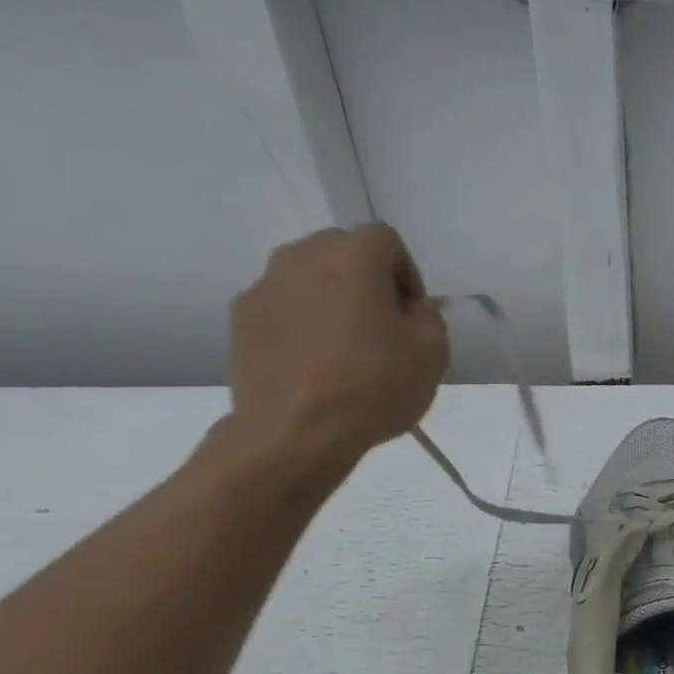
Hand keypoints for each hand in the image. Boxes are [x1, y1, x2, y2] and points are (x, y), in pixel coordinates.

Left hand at [224, 224, 449, 476]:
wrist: (295, 433)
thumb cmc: (373, 387)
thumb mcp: (432, 353)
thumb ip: (430, 316)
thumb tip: (414, 307)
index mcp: (352, 256)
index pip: (387, 240)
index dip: (407, 275)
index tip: (412, 316)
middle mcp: (301, 256)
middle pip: (343, 251)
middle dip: (367, 281)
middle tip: (383, 329)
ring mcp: (264, 285)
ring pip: (309, 278)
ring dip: (332, 301)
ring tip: (345, 350)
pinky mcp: (241, 318)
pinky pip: (283, 307)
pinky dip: (302, 323)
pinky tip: (314, 365)